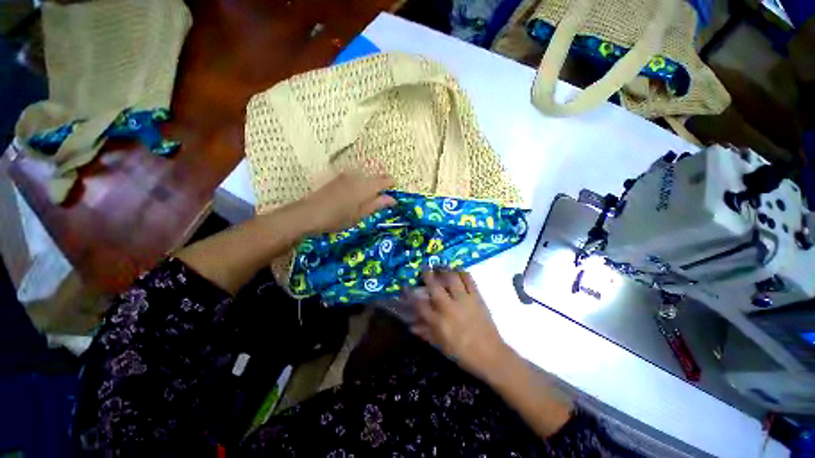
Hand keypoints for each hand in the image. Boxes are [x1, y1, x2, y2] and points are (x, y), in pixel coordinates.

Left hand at [297, 173, 395, 233]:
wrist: (309, 214)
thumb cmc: (338, 218)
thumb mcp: (360, 215)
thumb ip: (377, 204)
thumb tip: (393, 199)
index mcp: (366, 186)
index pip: (386, 180)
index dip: (391, 186)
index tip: (392, 195)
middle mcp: (358, 177)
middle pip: (375, 177)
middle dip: (380, 186)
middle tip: (379, 200)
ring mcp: (346, 176)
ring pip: (365, 177)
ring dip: (369, 185)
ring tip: (366, 200)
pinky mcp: (337, 178)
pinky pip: (355, 178)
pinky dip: (359, 185)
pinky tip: (353, 197)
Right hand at [411, 270, 509, 379]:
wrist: (490, 355)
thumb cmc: (462, 353)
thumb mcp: (440, 345)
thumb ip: (425, 332)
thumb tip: (411, 325)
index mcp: (437, 322)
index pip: (419, 303)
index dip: (410, 293)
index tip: (406, 286)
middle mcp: (448, 307)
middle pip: (434, 285)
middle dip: (426, 274)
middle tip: (424, 269)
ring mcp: (463, 300)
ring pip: (451, 278)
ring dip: (444, 270)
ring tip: (440, 267)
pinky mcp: (476, 297)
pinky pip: (468, 279)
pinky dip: (462, 272)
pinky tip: (457, 271)